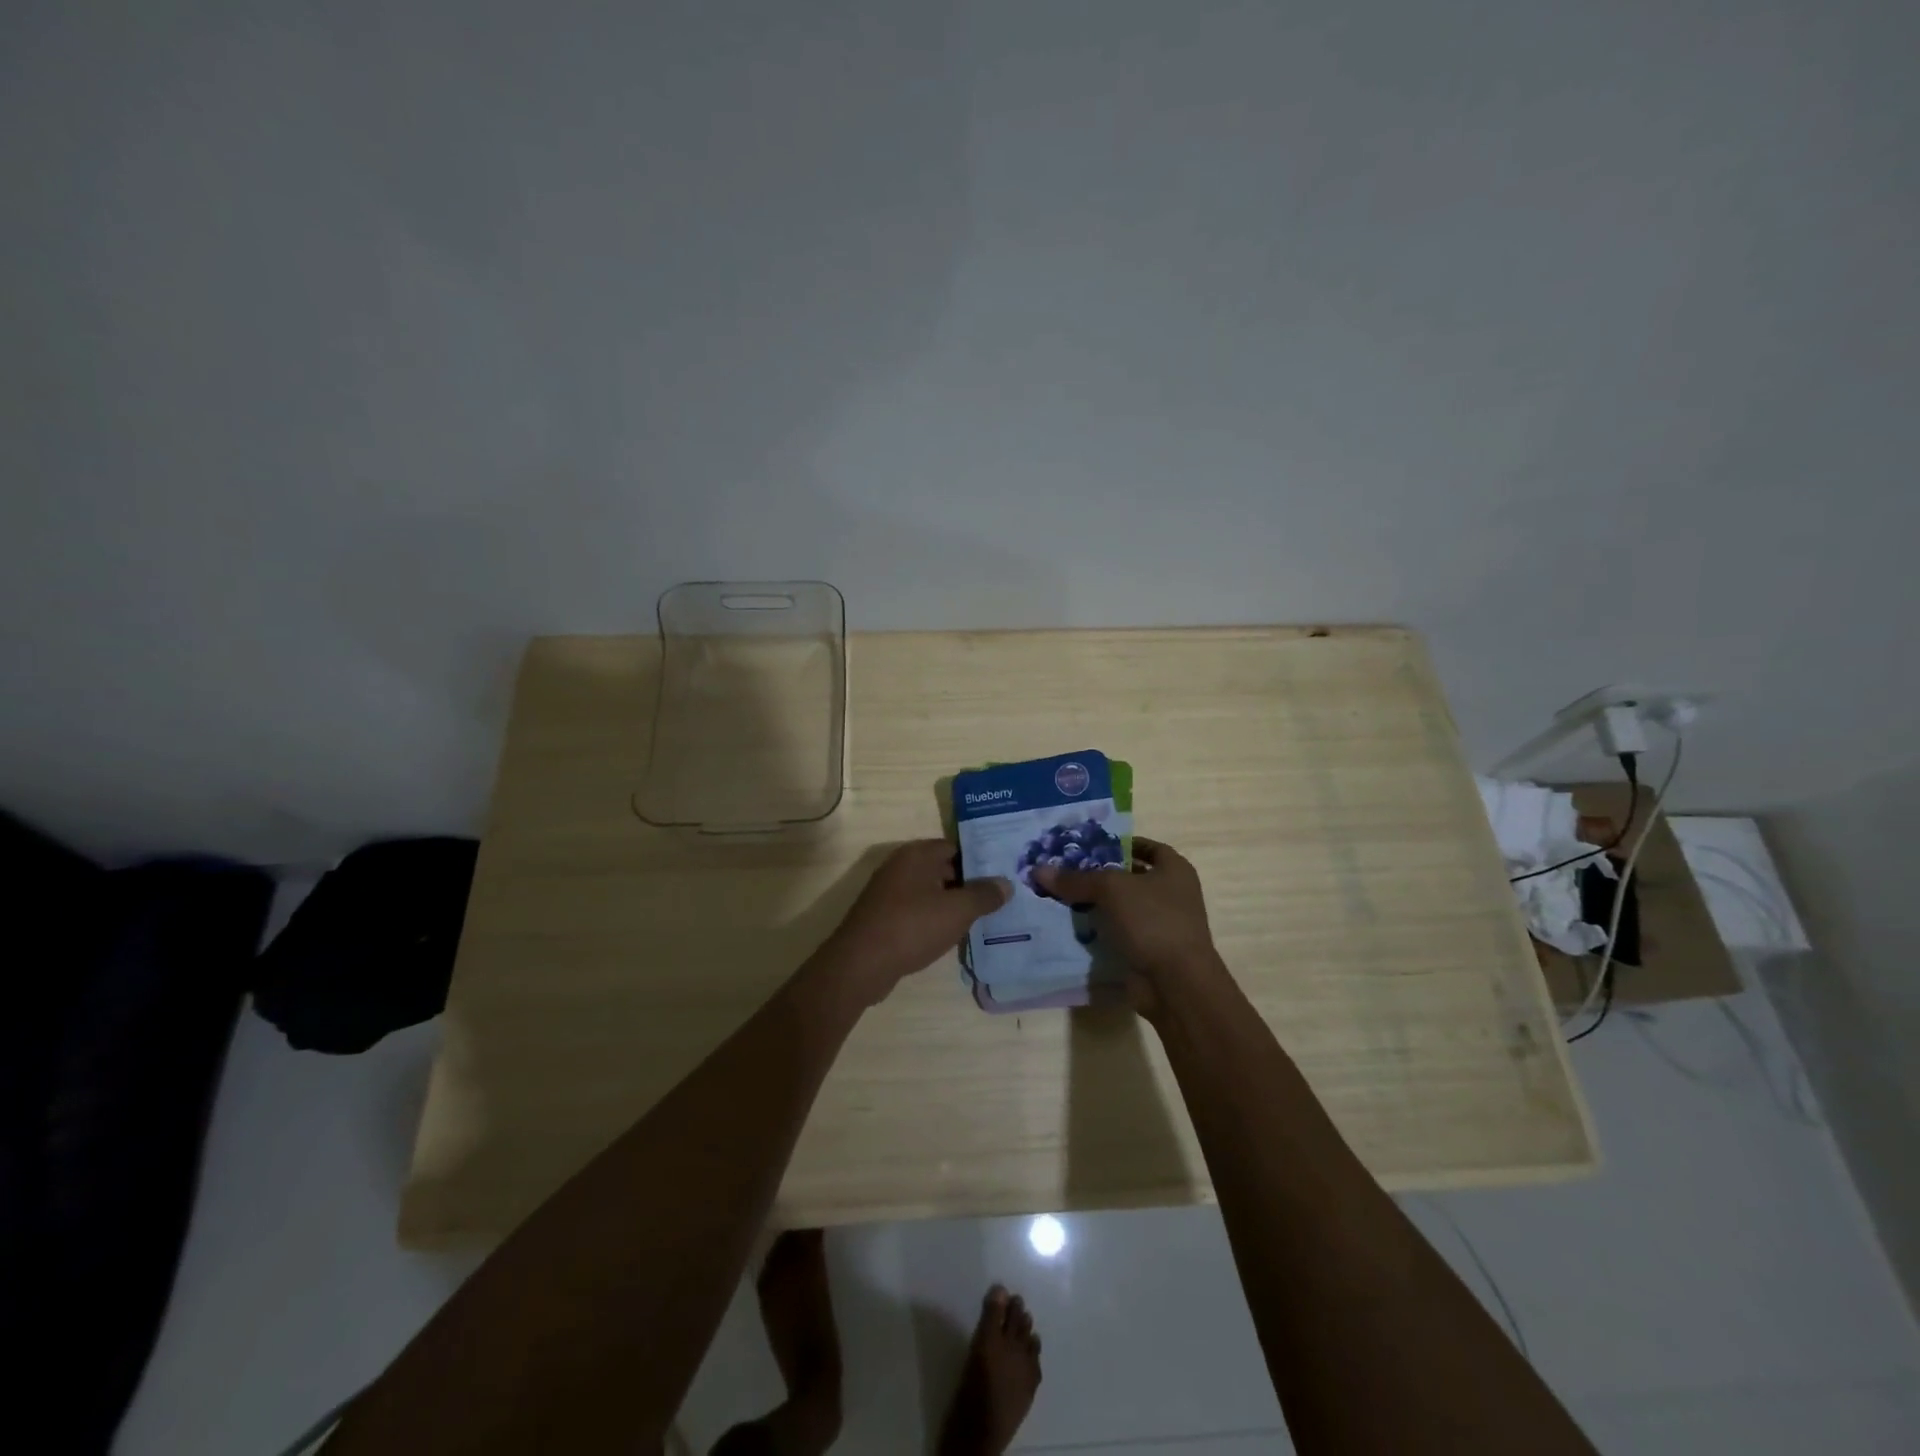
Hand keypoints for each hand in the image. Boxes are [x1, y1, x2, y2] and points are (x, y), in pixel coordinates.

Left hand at [819, 840, 1010, 1004]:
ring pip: (931, 892)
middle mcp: (901, 866)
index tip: (1002, 874)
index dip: (980, 860)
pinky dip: (935, 919)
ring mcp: (889, 892)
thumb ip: (984, 895)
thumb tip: (1006, 883)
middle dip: (969, 884)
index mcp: (917, 854)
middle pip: (943, 869)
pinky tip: (953, 935)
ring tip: (983, 918)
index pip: (956, 847)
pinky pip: (918, 910)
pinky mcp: (884, 916)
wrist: (861, 964)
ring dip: (952, 904)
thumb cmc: (912, 927)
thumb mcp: (957, 911)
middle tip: (999, 899)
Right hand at [1031, 838, 1225, 1017]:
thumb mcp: (1110, 890)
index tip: (1090, 847)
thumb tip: (1039, 870)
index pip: (1147, 847)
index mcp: (1175, 870)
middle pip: (1131, 877)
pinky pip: (1120, 934)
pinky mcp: (1150, 951)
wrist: (1176, 983)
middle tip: (1068, 871)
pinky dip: (1101, 932)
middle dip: (1101, 876)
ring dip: (1098, 905)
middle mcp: (1173, 894)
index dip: (1120, 844)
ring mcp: (1163, 925)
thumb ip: (1076, 879)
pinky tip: (1074, 927)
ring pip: (1123, 908)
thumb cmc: (1152, 921)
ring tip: (1063, 898)